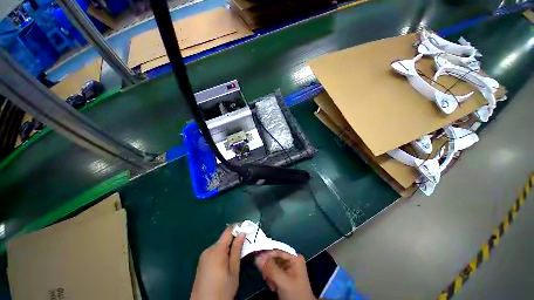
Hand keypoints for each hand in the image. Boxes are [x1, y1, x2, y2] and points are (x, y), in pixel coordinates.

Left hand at [190, 226, 245, 299]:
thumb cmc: (222, 291)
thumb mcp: (233, 271)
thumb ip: (237, 250)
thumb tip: (242, 233)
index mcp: (217, 250)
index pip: (228, 230)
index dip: (238, 227)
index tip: (247, 229)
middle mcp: (208, 249)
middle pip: (224, 238)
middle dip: (235, 239)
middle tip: (245, 245)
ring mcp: (203, 256)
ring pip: (220, 245)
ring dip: (229, 246)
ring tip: (237, 255)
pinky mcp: (202, 262)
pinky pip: (214, 252)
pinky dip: (222, 252)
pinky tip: (227, 262)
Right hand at [255, 250, 315, 299]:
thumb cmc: (295, 294)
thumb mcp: (282, 281)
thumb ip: (270, 268)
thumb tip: (257, 258)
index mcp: (294, 257)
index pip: (278, 250)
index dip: (267, 254)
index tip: (257, 259)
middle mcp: (292, 260)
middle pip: (275, 258)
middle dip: (269, 267)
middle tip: (264, 275)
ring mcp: (289, 268)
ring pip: (274, 265)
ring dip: (270, 274)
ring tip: (271, 284)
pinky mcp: (286, 276)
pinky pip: (275, 272)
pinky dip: (272, 279)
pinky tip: (273, 287)